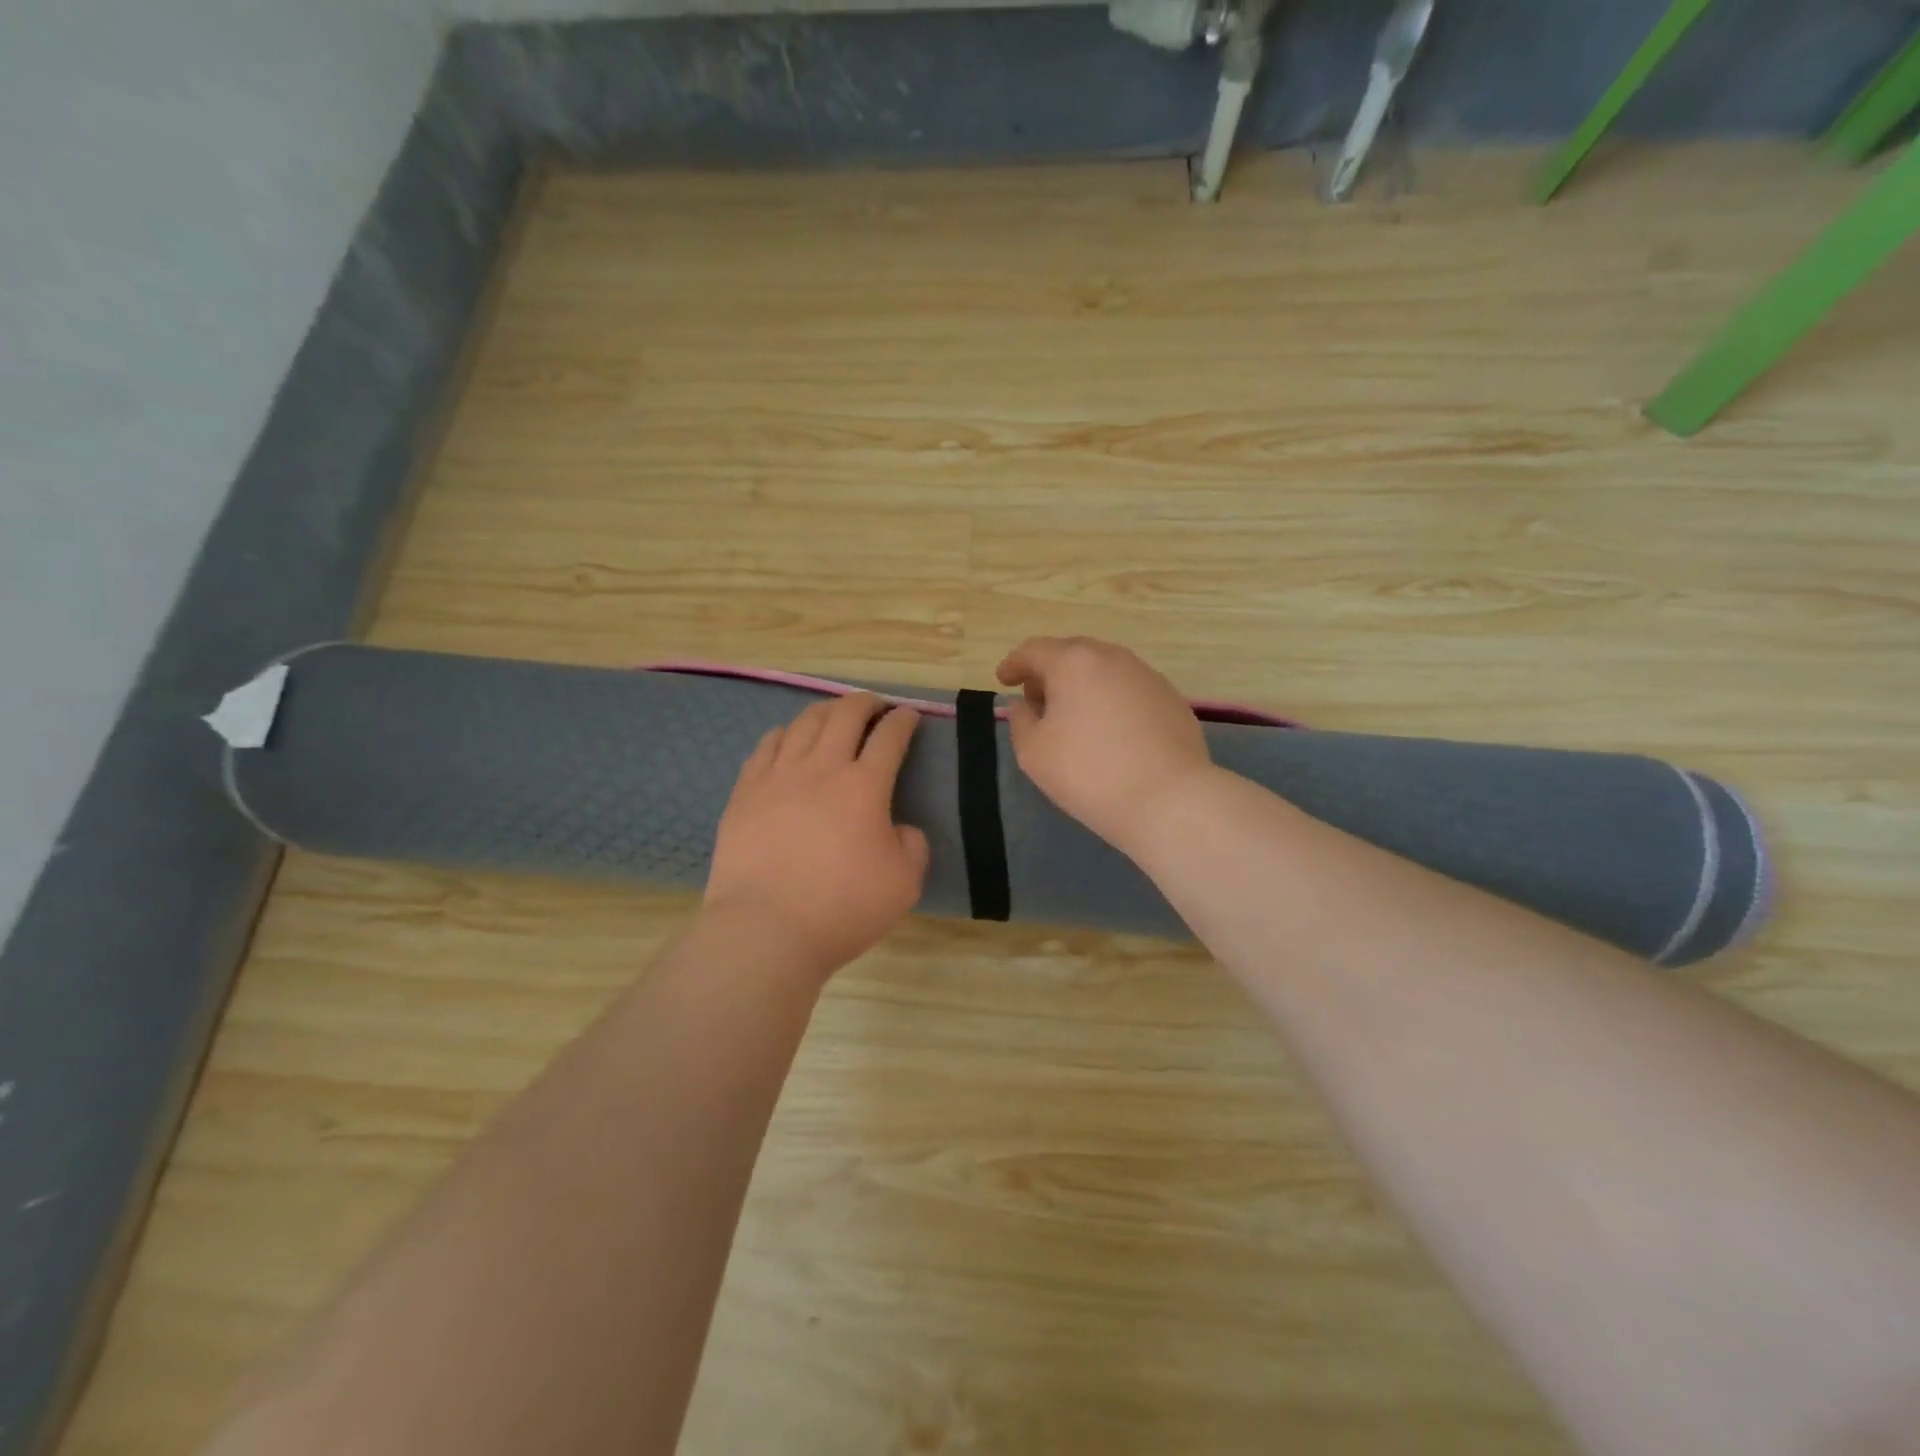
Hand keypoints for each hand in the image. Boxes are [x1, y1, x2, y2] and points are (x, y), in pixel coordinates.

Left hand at [705, 693, 929, 978]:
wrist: (766, 929)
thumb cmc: (842, 908)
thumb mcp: (904, 883)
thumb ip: (912, 846)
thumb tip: (899, 828)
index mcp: (865, 786)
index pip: (889, 738)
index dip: (903, 721)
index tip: (909, 715)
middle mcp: (821, 768)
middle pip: (845, 715)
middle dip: (865, 703)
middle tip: (875, 705)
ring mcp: (778, 776)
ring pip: (803, 723)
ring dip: (825, 711)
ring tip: (834, 714)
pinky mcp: (745, 792)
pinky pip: (767, 746)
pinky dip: (785, 734)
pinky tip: (788, 738)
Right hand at [996, 636, 1214, 855]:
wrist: (1168, 799)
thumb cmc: (1088, 773)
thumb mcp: (1034, 752)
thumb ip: (1020, 721)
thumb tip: (1023, 705)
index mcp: (1074, 662)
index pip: (1034, 651)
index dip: (1013, 664)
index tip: (1003, 680)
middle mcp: (1113, 658)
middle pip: (1072, 655)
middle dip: (1049, 673)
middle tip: (1036, 701)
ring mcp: (1148, 676)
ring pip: (1104, 671)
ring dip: (1082, 686)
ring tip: (1072, 718)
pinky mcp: (1172, 699)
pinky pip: (1129, 690)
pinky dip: (1110, 701)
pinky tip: (1109, 732)